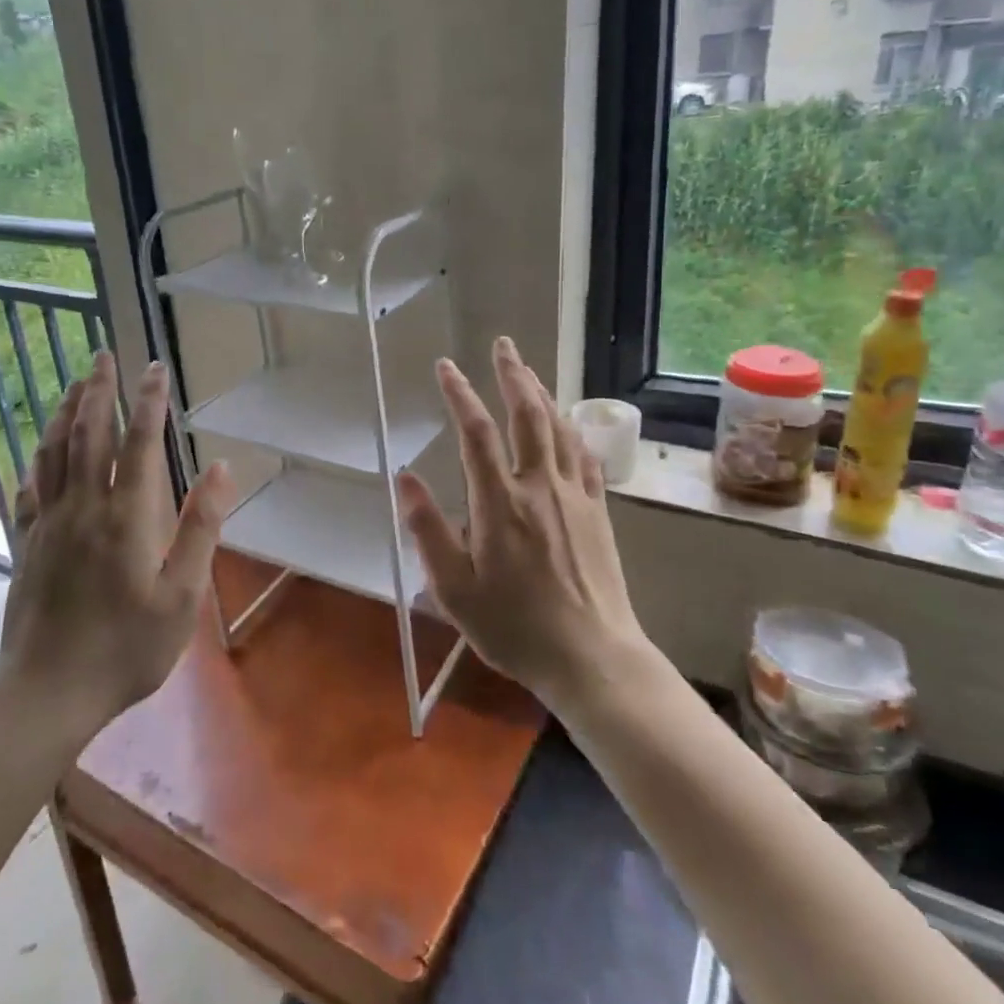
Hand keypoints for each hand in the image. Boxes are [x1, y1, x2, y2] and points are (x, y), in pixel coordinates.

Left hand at [0, 351, 234, 735]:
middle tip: (104, 354)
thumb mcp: (182, 597)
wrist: (46, 693)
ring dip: (64, 411)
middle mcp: (82, 507)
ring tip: (74, 383)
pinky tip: (39, 448)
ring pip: (53, 452)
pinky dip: (37, 457)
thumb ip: (201, 529)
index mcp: (125, 516)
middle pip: (88, 434)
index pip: (139, 443)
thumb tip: (220, 469)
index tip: (156, 368)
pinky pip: (29, 486)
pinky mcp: (25, 543)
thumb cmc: (125, 648)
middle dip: (98, 390)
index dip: (149, 401)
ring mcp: (47, 524)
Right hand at [398, 336, 649, 708]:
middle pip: (527, 415)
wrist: (592, 658)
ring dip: (542, 394)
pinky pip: (586, 458)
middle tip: (503, 345)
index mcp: (499, 503)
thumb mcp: (454, 590)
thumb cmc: (514, 628)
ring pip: (559, 429)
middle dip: (512, 374)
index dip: (459, 394)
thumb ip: (427, 530)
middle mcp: (539, 487)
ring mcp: (574, 497)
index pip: (476, 432)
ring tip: (528, 371)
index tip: (446, 366)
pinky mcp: (598, 512)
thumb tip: (405, 477)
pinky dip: (573, 431)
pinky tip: (569, 424)